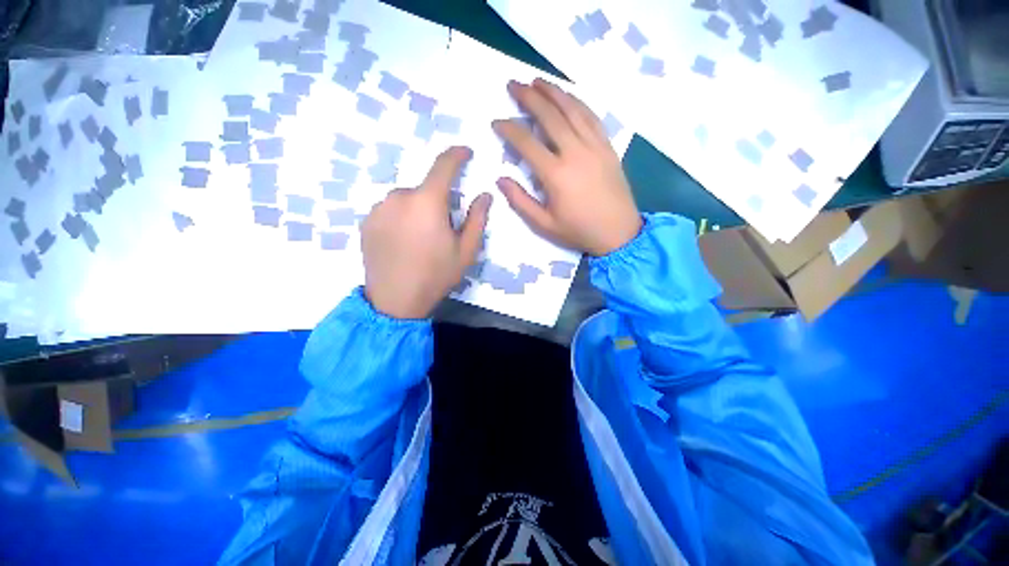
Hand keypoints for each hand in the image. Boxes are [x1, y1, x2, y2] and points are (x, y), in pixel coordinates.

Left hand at [362, 146, 491, 318]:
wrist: (395, 301)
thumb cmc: (436, 275)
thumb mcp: (465, 251)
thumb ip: (477, 219)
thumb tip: (485, 195)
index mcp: (427, 202)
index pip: (443, 165)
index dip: (457, 155)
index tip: (465, 152)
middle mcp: (399, 197)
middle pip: (425, 189)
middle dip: (437, 201)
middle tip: (443, 229)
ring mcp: (379, 208)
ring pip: (407, 199)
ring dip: (418, 210)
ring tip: (421, 240)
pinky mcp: (367, 221)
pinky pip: (390, 210)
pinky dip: (401, 218)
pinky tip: (403, 242)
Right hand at [493, 79, 640, 256]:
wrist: (619, 233)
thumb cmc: (579, 231)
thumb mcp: (544, 224)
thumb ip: (520, 201)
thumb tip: (500, 179)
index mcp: (556, 175)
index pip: (527, 143)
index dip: (509, 129)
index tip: (497, 121)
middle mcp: (575, 153)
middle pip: (550, 116)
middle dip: (529, 97)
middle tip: (513, 84)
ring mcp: (595, 146)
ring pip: (572, 109)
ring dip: (553, 92)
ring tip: (537, 81)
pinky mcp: (608, 147)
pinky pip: (592, 117)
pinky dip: (578, 102)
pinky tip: (568, 96)